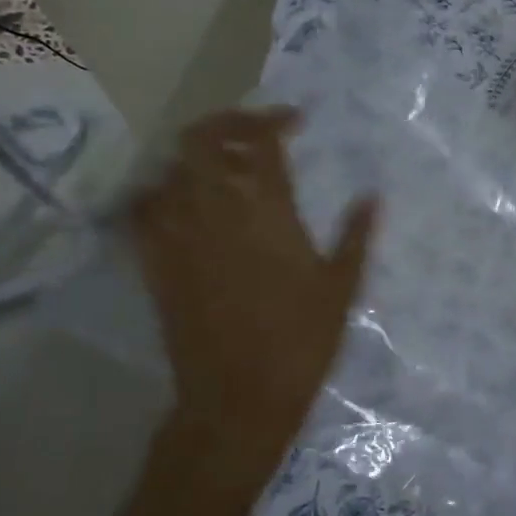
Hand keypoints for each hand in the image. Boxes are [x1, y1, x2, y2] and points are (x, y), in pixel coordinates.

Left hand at [132, 108, 376, 476]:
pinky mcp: (155, 262)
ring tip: (224, 170)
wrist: (239, 395)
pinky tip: (181, 204)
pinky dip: (160, 194)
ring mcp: (177, 235)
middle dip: (227, 124)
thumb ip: (357, 236)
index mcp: (267, 214)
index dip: (275, 120)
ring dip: (197, 159)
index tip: (295, 121)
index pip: (262, 143)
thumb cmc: (302, 342)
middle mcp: (215, 212)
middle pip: (202, 141)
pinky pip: (142, 209)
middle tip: (254, 133)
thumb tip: (372, 197)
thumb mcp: (342, 288)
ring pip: (170, 170)